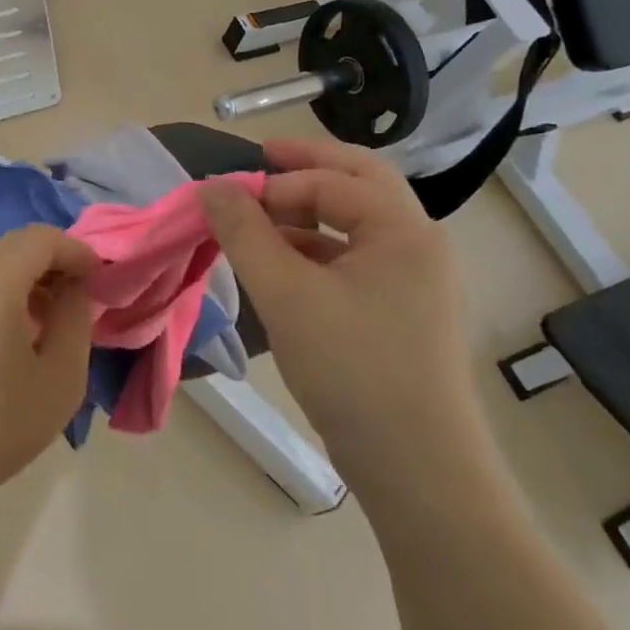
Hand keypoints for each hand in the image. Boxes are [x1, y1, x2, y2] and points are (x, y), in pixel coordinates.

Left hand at [0, 225, 96, 510]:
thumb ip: (75, 318)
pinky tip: (16, 330)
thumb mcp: (60, 377)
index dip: (76, 250)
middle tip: (80, 292)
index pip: (41, 238)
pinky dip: (3, 289)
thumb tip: (74, 287)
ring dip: (28, 275)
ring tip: (52, 315)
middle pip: (16, 245)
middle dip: (54, 259)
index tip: (100, 277)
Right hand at [199, 138, 472, 458]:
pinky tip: (284, 266)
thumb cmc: (353, 371)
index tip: (225, 194)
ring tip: (261, 218)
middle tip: (262, 158)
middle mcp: (418, 244)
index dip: (274, 182)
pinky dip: (319, 249)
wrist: (419, 472)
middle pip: (360, 183)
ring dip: (311, 210)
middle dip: (309, 167)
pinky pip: (358, 259)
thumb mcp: (286, 295)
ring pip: (359, 222)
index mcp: (402, 229)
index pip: (331, 181)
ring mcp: (417, 280)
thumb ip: (245, 233)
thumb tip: (210, 186)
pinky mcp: (405, 312)